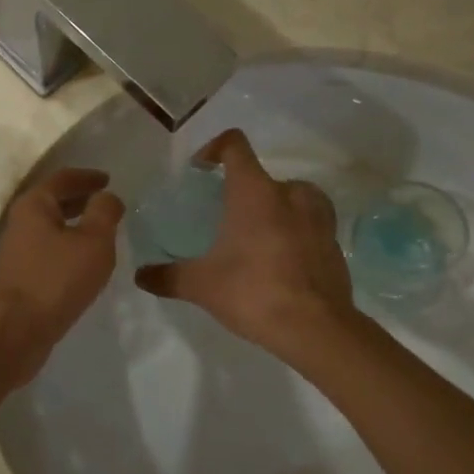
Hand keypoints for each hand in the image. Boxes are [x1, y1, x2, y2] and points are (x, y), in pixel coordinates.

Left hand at [0, 167, 123, 378]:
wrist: (14, 332)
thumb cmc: (56, 280)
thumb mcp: (93, 242)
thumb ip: (104, 213)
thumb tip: (107, 197)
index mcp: (34, 204)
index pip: (63, 178)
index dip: (88, 176)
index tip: (108, 179)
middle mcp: (19, 222)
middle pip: (53, 201)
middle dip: (80, 199)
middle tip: (106, 204)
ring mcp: (16, 251)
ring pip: (50, 228)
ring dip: (74, 225)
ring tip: (100, 233)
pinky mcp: (18, 276)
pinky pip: (47, 250)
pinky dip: (66, 247)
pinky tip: (83, 262)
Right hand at [135, 130, 359, 367]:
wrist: (316, 328)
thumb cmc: (254, 292)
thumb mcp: (202, 285)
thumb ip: (168, 276)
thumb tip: (140, 275)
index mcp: (254, 191)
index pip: (234, 145)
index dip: (214, 148)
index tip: (201, 169)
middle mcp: (289, 192)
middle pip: (261, 175)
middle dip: (241, 190)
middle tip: (224, 217)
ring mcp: (318, 215)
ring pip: (292, 195)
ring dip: (273, 206)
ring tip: (255, 234)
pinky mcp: (333, 240)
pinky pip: (310, 221)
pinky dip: (295, 229)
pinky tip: (281, 257)